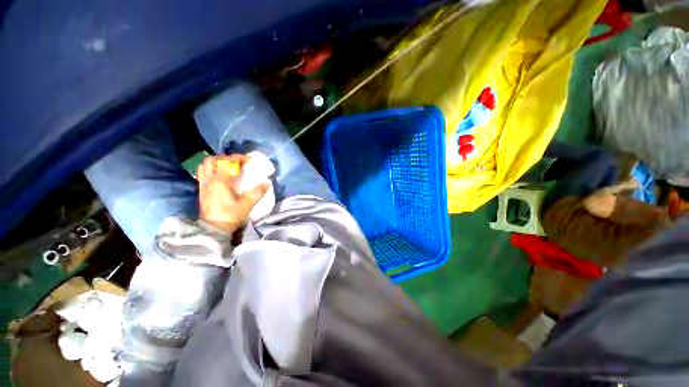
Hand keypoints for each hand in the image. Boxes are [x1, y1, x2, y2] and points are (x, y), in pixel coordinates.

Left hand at [197, 155, 269, 232]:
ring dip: (216, 163)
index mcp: (220, 181)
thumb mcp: (247, 204)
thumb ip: (257, 192)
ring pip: (204, 166)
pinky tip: (220, 176)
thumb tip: (267, 182)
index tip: (250, 160)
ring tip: (227, 167)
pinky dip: (211, 170)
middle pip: (212, 160)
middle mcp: (209, 180)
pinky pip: (203, 174)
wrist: (213, 230)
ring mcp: (203, 185)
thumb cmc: (230, 216)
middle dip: (225, 158)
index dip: (239, 158)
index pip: (228, 162)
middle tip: (236, 162)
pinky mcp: (202, 191)